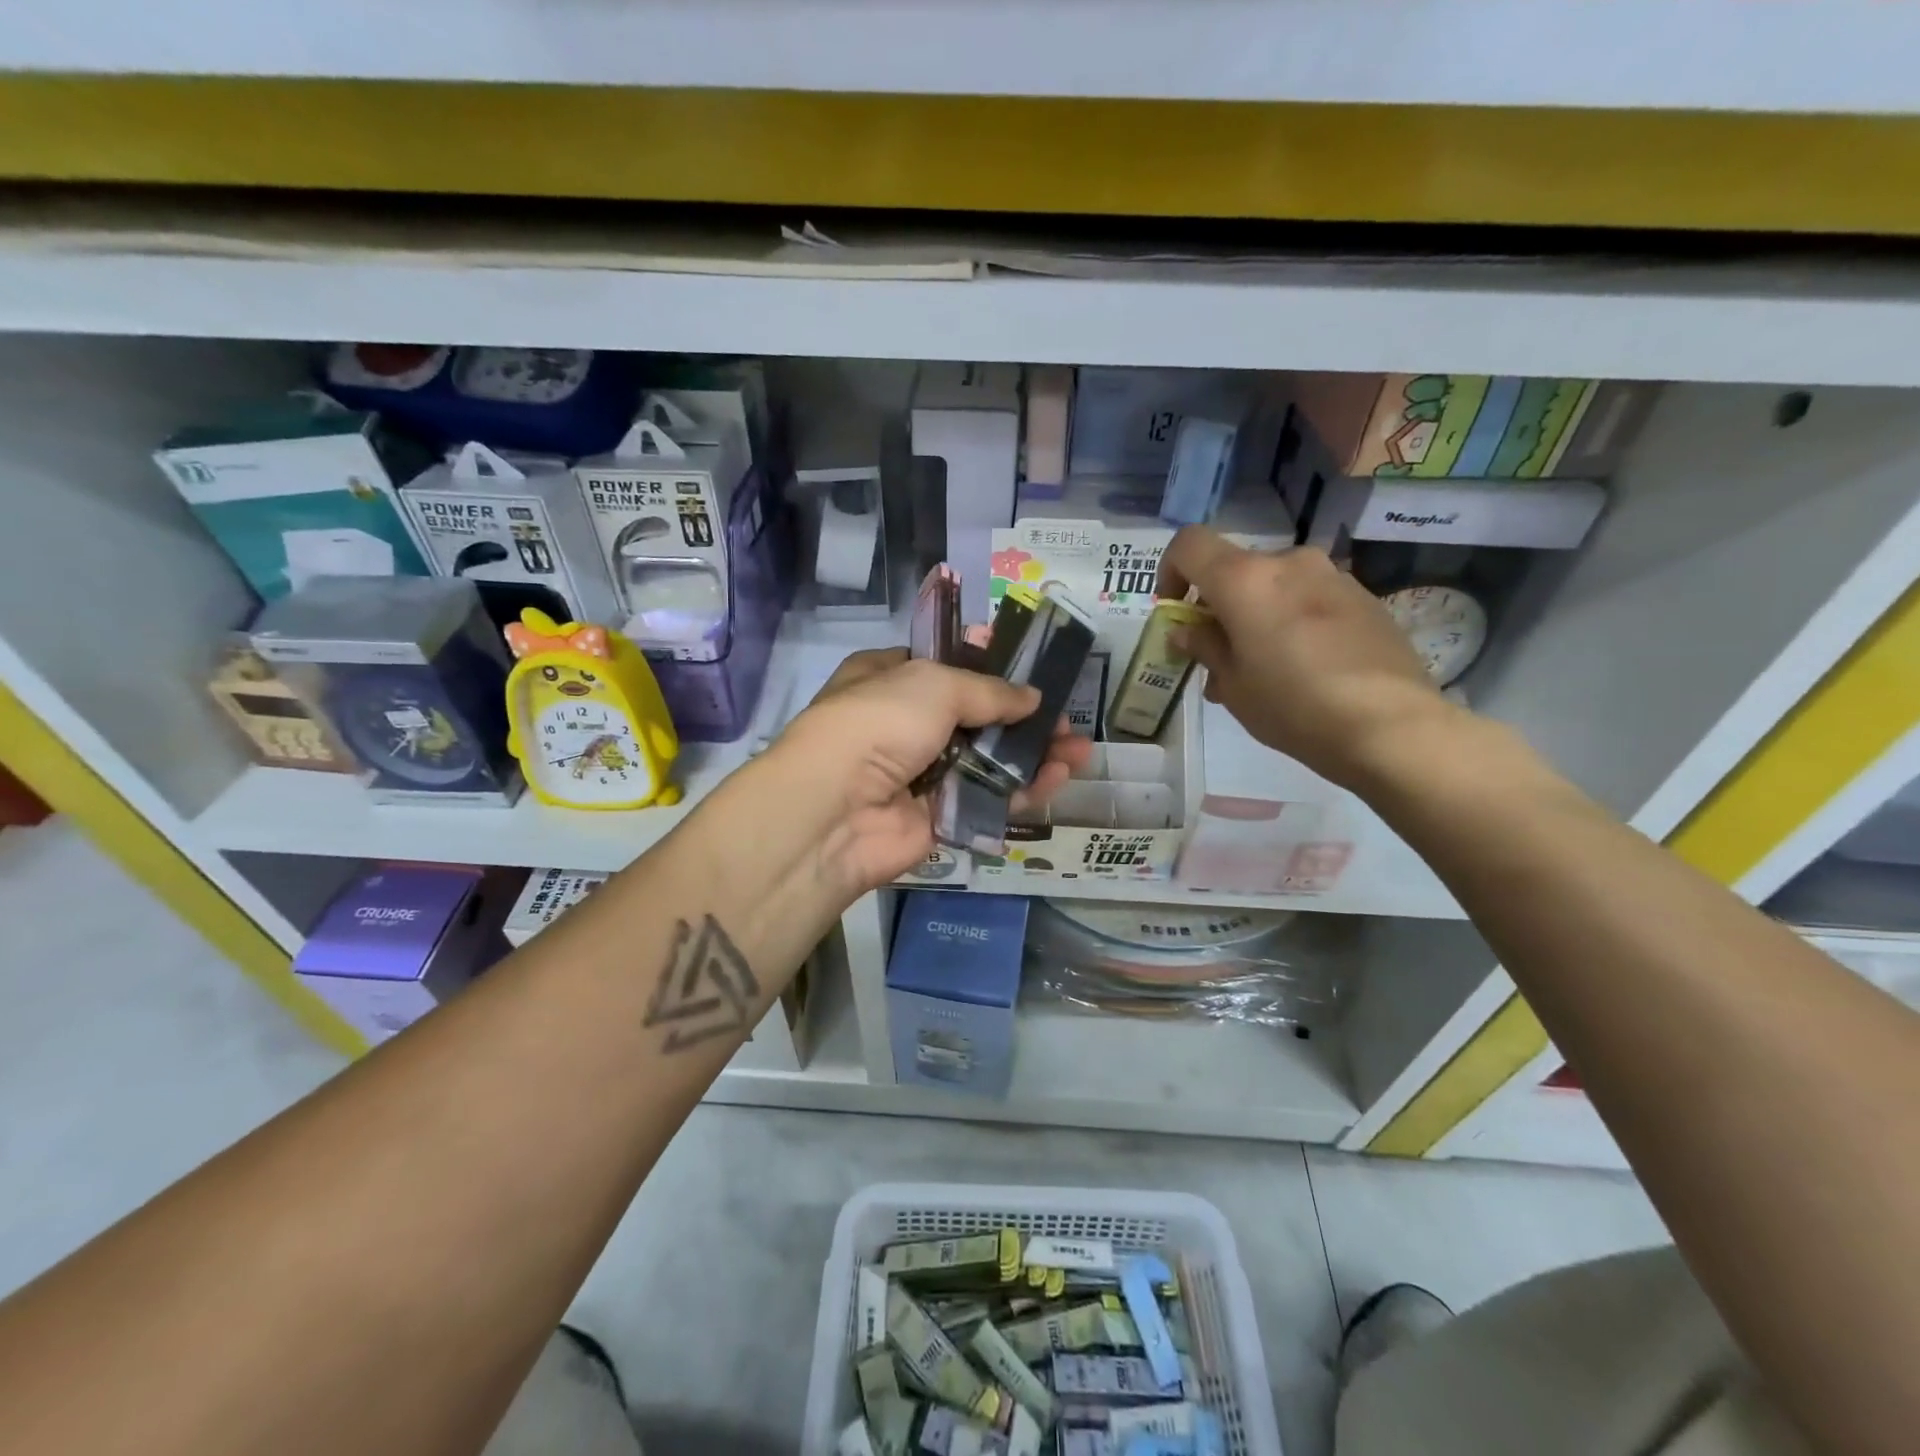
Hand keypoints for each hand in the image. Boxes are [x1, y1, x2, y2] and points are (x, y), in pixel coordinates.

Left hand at [771, 649, 1092, 893]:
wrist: (835, 811)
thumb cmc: (879, 724)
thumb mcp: (935, 685)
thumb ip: (989, 691)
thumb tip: (1032, 697)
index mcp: (888, 679)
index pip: (944, 668)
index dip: (988, 668)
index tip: (1031, 671)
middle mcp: (903, 724)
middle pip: (975, 717)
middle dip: (1022, 717)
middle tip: (1065, 718)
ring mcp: (921, 773)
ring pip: (987, 760)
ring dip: (1032, 754)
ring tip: (1078, 749)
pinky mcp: (938, 817)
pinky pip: (987, 798)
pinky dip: (1023, 789)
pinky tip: (1060, 776)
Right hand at [1157, 526, 1458, 790]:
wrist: (1390, 726)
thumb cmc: (1292, 706)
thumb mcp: (1233, 684)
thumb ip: (1204, 646)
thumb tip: (1187, 630)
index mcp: (1244, 579)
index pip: (1189, 544)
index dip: (1170, 571)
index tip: (1175, 611)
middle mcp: (1287, 563)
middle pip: (1235, 570)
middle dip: (1218, 606)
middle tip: (1219, 657)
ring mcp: (1332, 576)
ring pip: (1274, 586)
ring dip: (1257, 616)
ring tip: (1263, 670)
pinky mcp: (1364, 597)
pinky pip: (1310, 599)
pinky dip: (1293, 621)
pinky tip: (1305, 668)